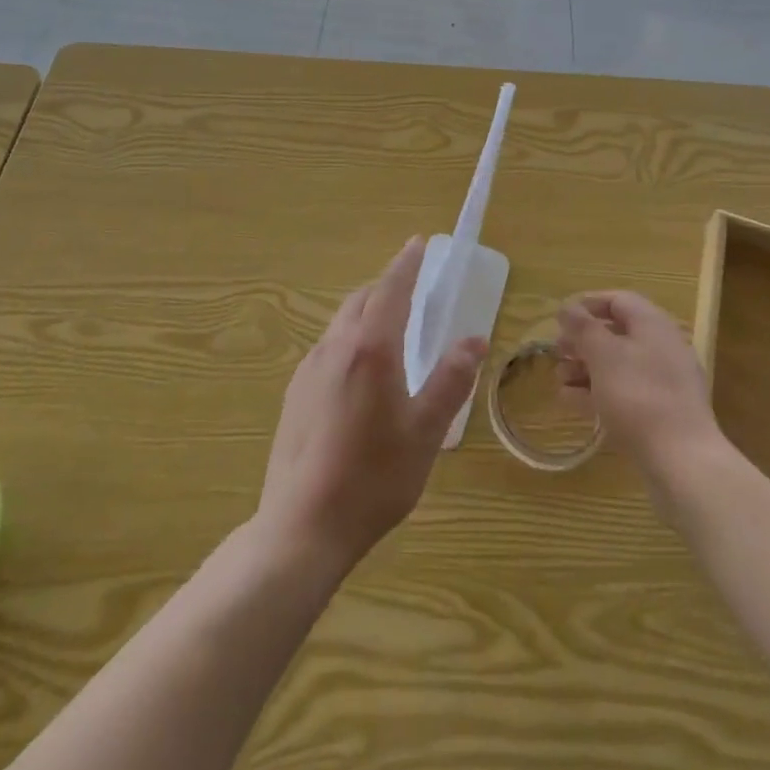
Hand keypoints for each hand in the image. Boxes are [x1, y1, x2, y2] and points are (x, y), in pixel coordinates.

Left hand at [256, 238, 485, 573]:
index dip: (406, 264)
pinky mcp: (295, 393)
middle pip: (362, 300)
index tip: (418, 243)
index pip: (391, 289)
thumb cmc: (373, 478)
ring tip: (390, 327)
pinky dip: (349, 338)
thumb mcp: (425, 432)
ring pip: (341, 322)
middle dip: (387, 286)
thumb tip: (474, 338)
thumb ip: (450, 380)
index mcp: (371, 349)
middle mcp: (335, 347)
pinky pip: (327, 347)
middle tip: (412, 289)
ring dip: (367, 312)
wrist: (301, 526)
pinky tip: (359, 371)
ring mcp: (309, 369)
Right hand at [557, 291, 726, 506]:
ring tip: (559, 379)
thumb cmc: (638, 395)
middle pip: (617, 333)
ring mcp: (664, 383)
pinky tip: (571, 401)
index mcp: (653, 325)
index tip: (560, 318)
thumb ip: (583, 327)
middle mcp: (662, 347)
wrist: (682, 461)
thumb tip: (567, 307)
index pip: (618, 300)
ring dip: (585, 368)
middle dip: (583, 340)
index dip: (587, 304)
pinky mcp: (661, 413)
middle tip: (556, 351)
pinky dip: (597, 392)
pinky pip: (624, 392)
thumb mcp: (603, 355)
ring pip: (618, 365)